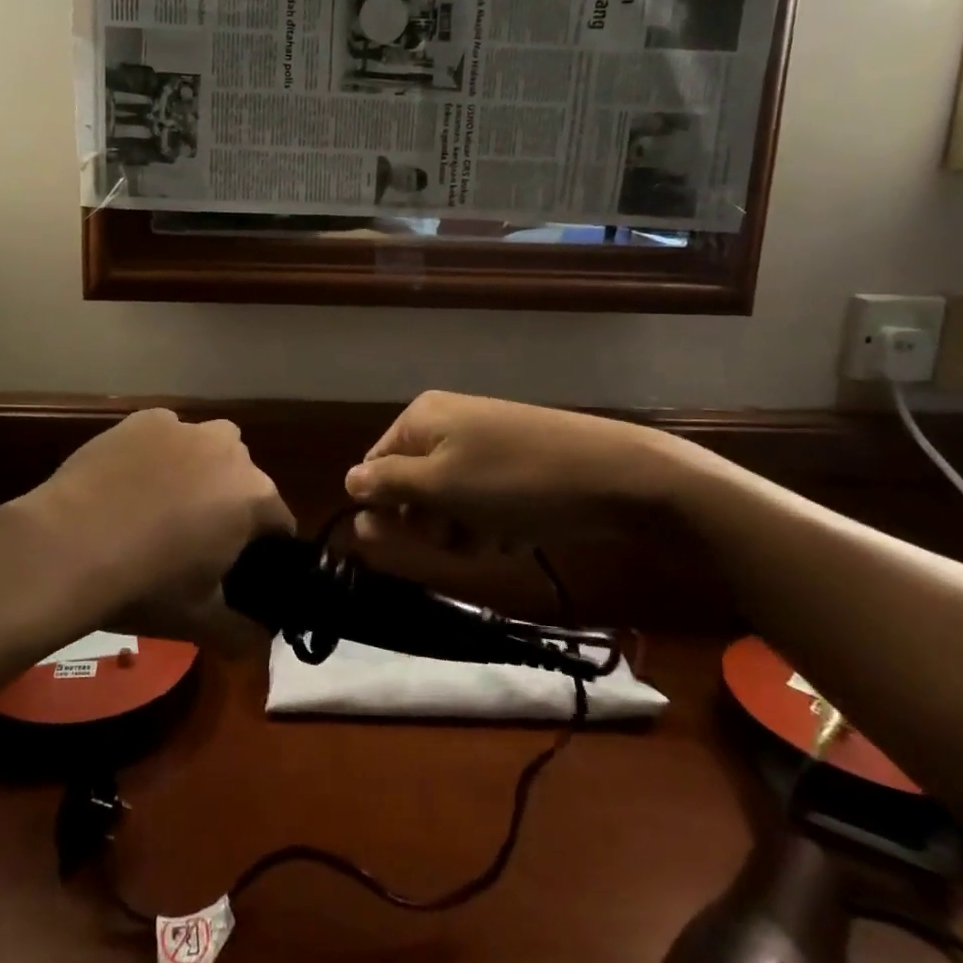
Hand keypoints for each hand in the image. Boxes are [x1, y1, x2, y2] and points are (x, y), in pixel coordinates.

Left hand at [27, 409, 293, 651]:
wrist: (67, 546)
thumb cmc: (145, 585)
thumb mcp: (200, 621)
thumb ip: (242, 635)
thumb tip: (261, 647)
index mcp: (255, 497)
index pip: (280, 523)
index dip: (263, 550)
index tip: (236, 569)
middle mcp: (230, 450)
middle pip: (244, 481)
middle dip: (229, 505)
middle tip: (193, 542)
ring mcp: (186, 429)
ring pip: (207, 450)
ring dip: (198, 472)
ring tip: (159, 507)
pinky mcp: (145, 419)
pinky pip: (166, 435)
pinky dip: (158, 454)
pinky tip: (129, 483)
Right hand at [344, 392, 694, 554]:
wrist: (616, 476)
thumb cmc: (515, 482)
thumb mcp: (441, 486)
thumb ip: (387, 485)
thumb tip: (347, 482)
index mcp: (421, 419)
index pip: (373, 470)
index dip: (385, 510)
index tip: (409, 542)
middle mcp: (446, 424)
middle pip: (410, 489)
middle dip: (431, 524)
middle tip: (459, 538)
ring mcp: (482, 444)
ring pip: (447, 504)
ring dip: (463, 531)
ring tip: (495, 537)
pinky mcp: (512, 465)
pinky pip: (481, 503)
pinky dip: (491, 525)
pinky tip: (516, 534)